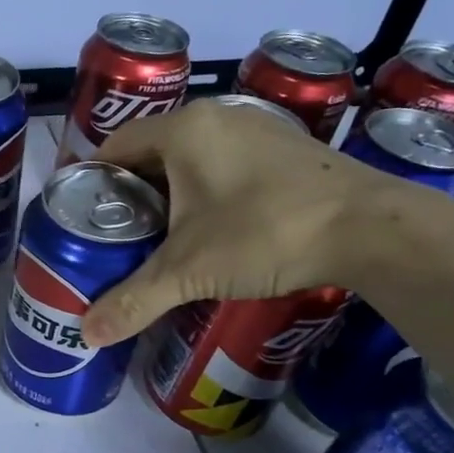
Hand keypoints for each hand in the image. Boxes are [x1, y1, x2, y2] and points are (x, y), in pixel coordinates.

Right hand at [80, 98, 389, 346]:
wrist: (372, 229)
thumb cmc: (265, 233)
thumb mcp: (188, 271)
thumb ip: (133, 300)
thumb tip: (86, 334)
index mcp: (183, 130)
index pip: (115, 146)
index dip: (92, 181)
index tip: (82, 217)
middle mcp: (217, 118)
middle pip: (151, 152)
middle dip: (130, 193)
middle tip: (116, 235)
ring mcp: (257, 130)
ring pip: (191, 159)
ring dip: (170, 193)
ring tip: (158, 237)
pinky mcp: (286, 150)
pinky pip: (225, 165)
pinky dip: (206, 192)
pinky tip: (211, 229)